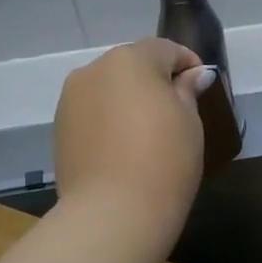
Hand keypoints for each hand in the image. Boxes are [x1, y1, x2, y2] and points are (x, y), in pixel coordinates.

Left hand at [53, 38, 213, 251]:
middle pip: (132, 66)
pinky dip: (109, 120)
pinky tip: (123, 148)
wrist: (112, 213)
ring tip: (147, 132)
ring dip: (128, 100)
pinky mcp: (60, 127)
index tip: (201, 85)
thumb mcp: (189, 122)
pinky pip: (93, 112)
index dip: (187, 64)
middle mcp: (94, 69)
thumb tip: (193, 74)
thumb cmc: (164, 160)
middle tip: (177, 110)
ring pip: (108, 89)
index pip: (165, 49)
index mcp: (130, 59)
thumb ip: (187, 91)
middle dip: (154, 81)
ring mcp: (71, 98)